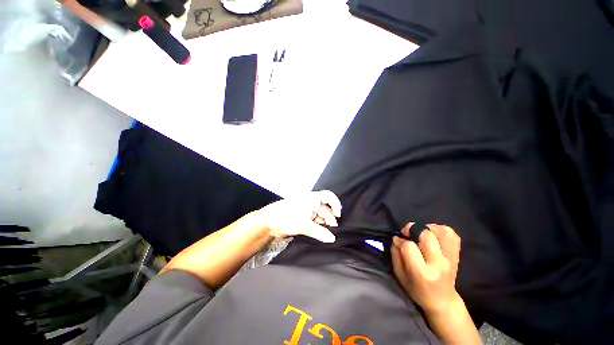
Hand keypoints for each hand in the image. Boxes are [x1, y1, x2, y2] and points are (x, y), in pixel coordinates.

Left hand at [255, 190, 341, 242]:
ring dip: (324, 224)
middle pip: (325, 209)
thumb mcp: (303, 225)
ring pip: (320, 217)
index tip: (338, 215)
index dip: (335, 204)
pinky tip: (321, 234)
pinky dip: (319, 228)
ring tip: (327, 234)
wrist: (268, 223)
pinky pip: (315, 222)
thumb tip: (332, 239)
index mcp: (311, 199)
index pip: (328, 196)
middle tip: (332, 230)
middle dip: (330, 218)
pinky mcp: (303, 219)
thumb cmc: (286, 217)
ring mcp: (306, 211)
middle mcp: (310, 203)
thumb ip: (319, 232)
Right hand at [391, 223, 461, 314]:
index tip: (398, 241)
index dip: (400, 240)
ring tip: (422, 234)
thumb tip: (397, 238)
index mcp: (422, 272)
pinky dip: (441, 230)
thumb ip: (395, 255)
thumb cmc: (417, 289)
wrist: (442, 301)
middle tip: (409, 234)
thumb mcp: (400, 276)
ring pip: (442, 232)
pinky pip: (452, 235)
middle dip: (413, 230)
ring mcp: (451, 259)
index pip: (409, 246)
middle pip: (426, 235)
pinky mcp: (457, 255)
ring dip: (428, 228)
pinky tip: (433, 235)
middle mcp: (439, 264)